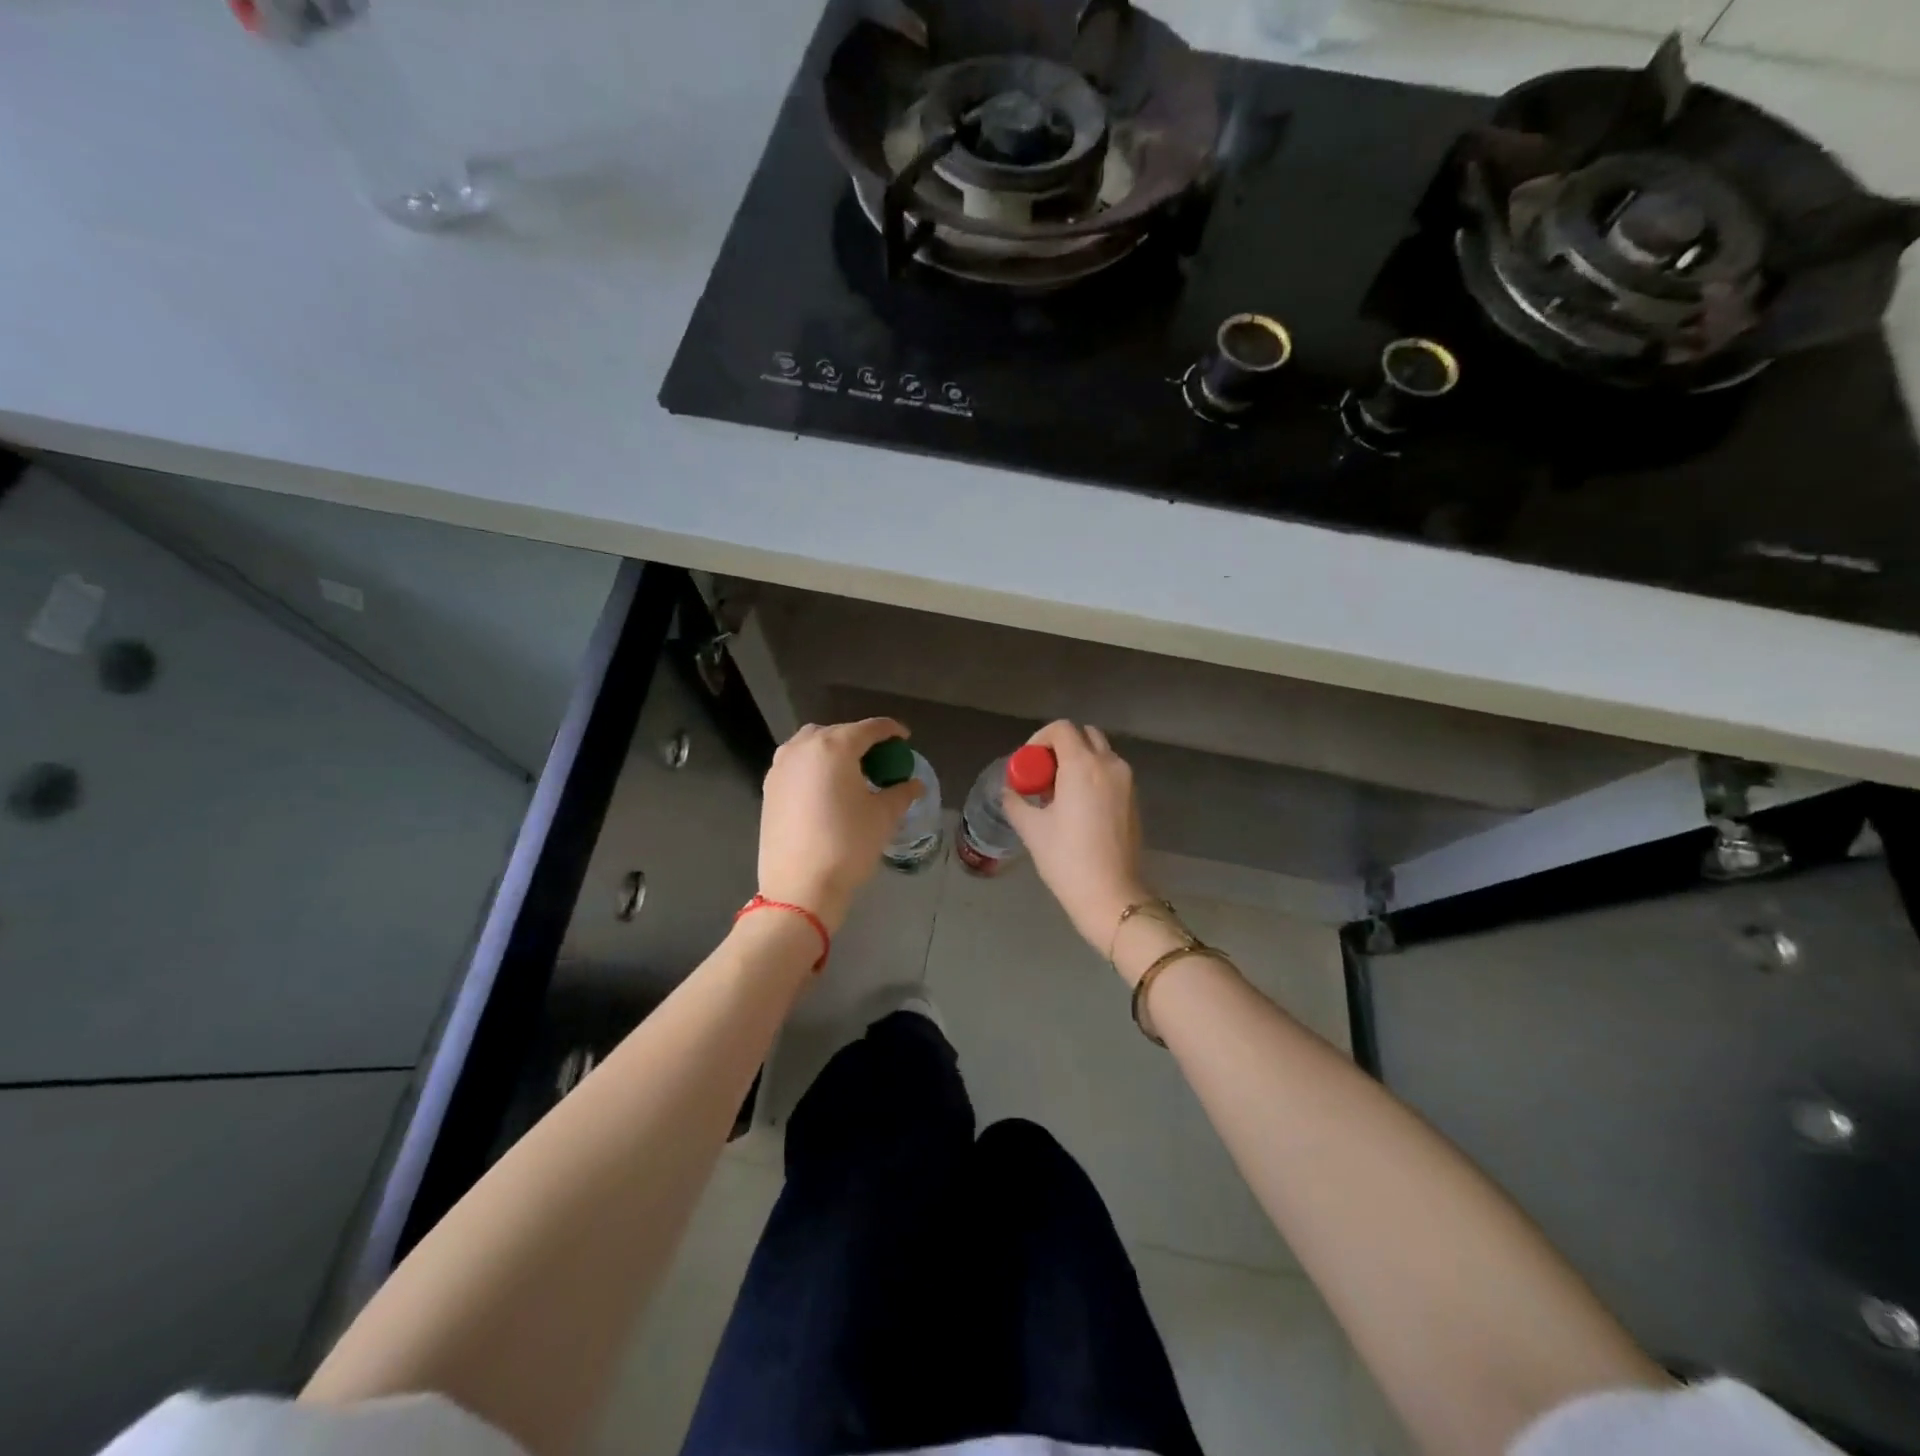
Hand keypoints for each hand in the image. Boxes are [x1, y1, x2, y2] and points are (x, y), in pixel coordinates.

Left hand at [757, 718, 920, 934]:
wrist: (799, 888)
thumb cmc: (848, 845)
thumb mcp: (883, 817)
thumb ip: (901, 793)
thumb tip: (915, 785)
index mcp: (834, 747)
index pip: (869, 728)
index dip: (891, 731)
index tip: (905, 740)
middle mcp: (802, 748)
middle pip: (838, 732)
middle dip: (861, 740)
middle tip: (880, 760)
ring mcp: (780, 767)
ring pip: (812, 745)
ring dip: (834, 750)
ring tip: (851, 772)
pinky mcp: (768, 788)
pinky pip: (797, 764)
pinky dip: (815, 766)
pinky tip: (827, 789)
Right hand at [1001, 720, 1152, 953]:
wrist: (1111, 895)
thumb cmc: (1067, 858)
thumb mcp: (1032, 829)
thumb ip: (1016, 802)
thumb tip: (1010, 791)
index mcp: (1083, 765)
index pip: (1061, 729)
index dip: (1039, 740)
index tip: (1027, 765)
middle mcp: (1109, 765)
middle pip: (1084, 735)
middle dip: (1061, 747)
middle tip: (1042, 775)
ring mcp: (1127, 782)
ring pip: (1100, 754)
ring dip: (1078, 761)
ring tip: (1058, 793)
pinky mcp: (1134, 800)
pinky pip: (1111, 773)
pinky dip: (1093, 776)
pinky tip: (1077, 807)